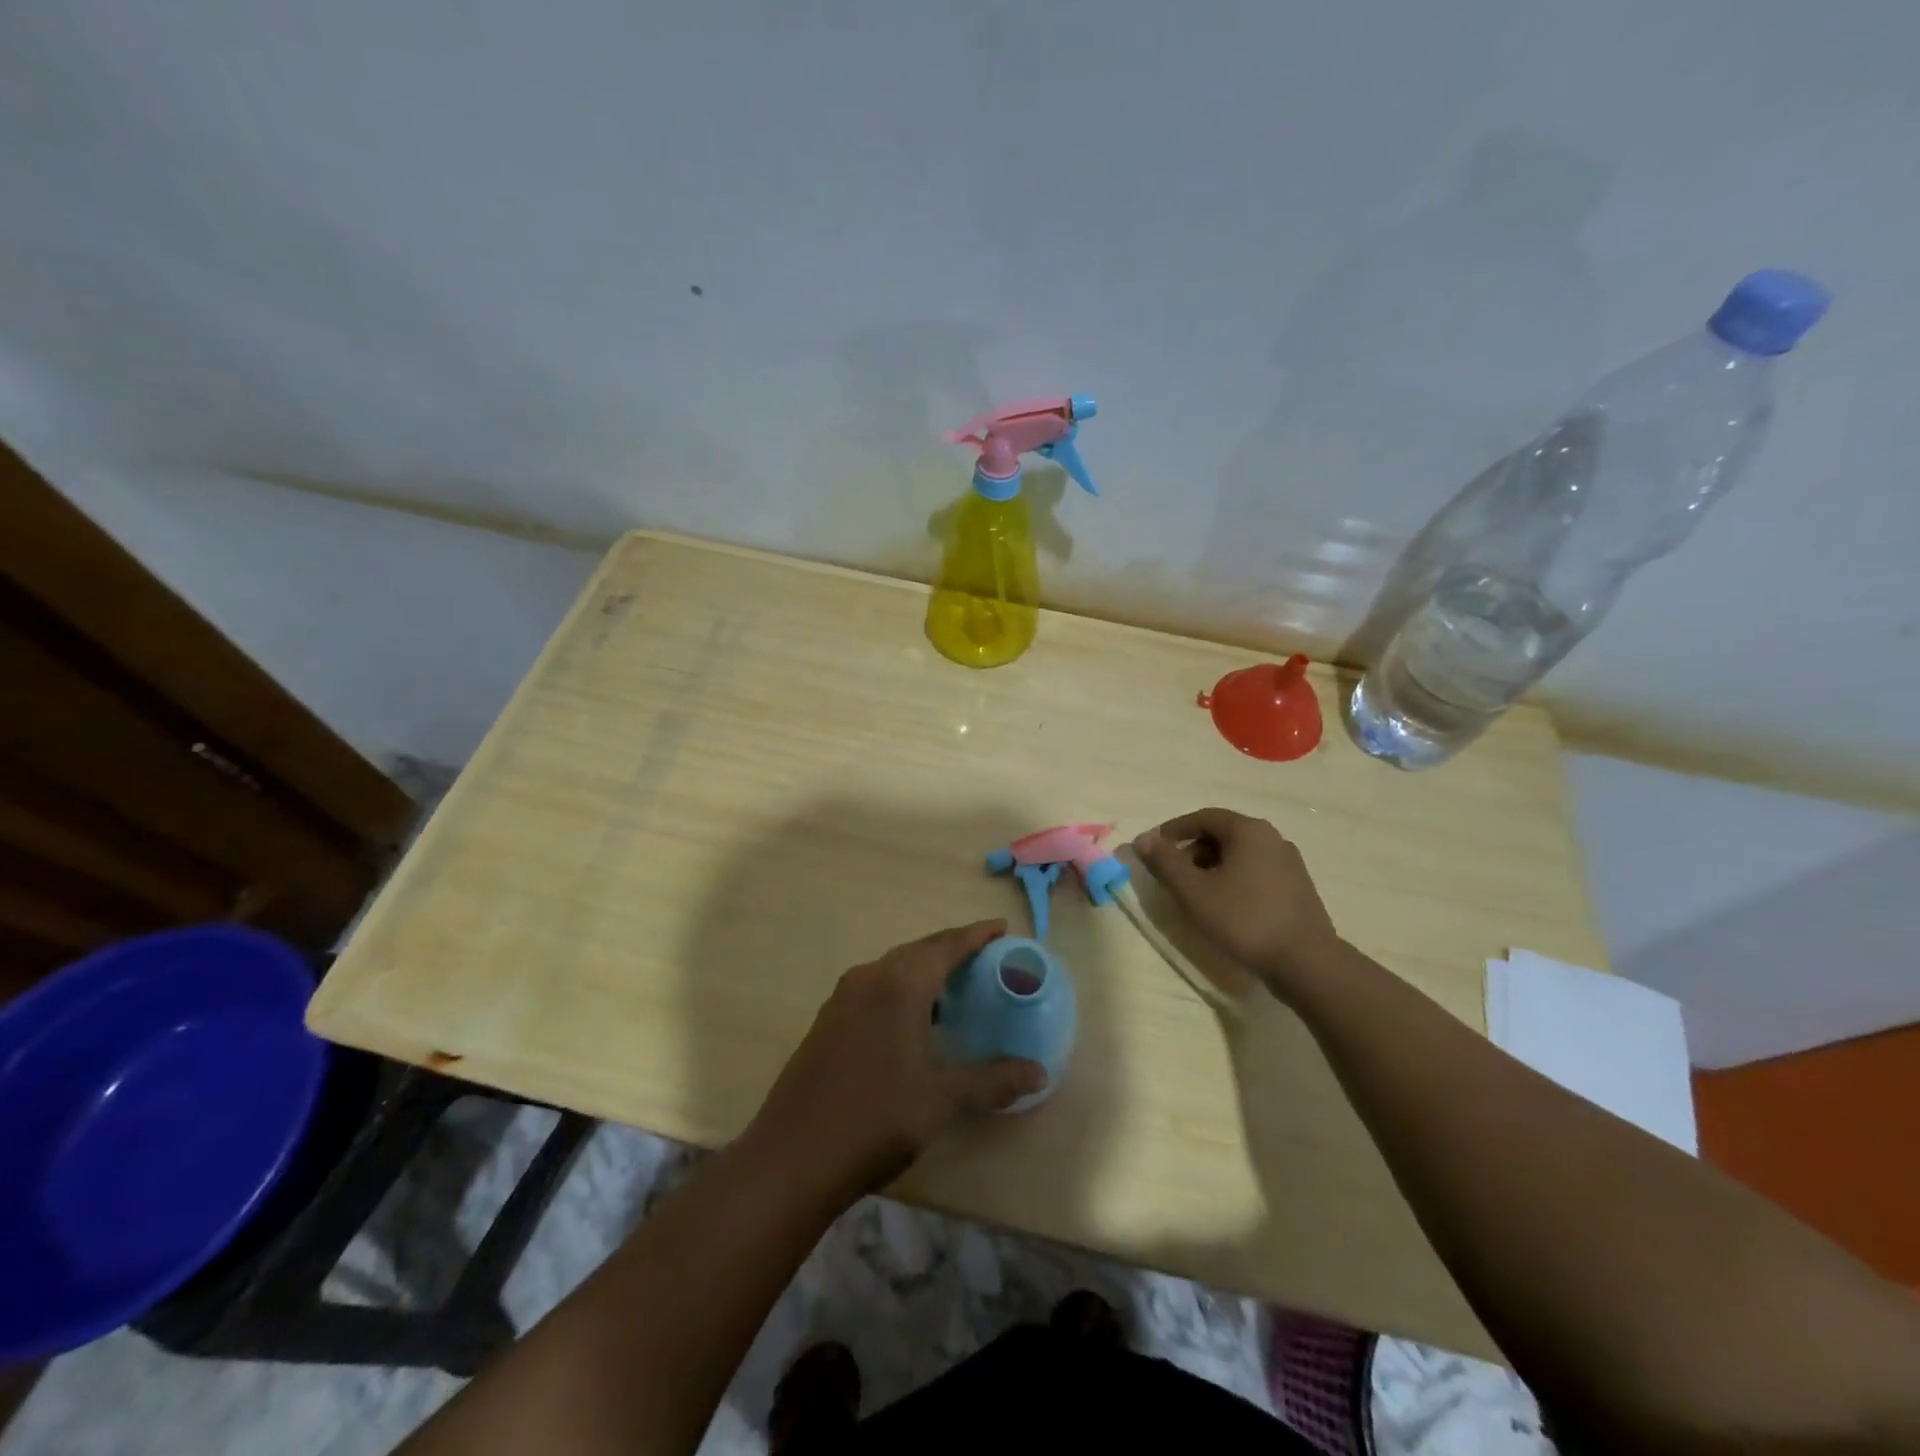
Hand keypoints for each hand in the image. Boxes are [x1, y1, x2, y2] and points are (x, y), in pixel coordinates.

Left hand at [744, 920, 1046, 1198]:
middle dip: (951, 949)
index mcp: (899, 985)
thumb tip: (1039, 1073)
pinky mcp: (826, 1021)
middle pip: (918, 950)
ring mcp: (842, 999)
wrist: (792, 1157)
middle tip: (984, 957)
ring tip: (953, 987)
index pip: (946, 945)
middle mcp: (869, 979)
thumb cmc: (875, 1119)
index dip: (976, 934)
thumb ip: (991, 1082)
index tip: (1001, 927)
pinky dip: (900, 989)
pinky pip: (873, 987)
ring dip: (923, 970)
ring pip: (892, 968)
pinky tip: (911, 1021)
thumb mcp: (941, 1101)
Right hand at [1132, 808, 1340, 990]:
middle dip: (1191, 850)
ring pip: (1239, 854)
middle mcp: (1272, 838)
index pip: (1203, 817)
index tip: (1153, 849)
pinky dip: (1233, 878)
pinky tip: (1224, 905)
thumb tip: (1143, 839)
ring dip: (1211, 866)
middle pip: (1222, 834)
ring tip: (1195, 893)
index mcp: (1249, 831)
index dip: (1173, 830)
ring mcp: (1289, 863)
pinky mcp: (1297, 887)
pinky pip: (1255, 871)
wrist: (1307, 962)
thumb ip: (1166, 863)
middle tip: (1171, 874)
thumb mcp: (1194, 892)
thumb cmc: (1245, 920)